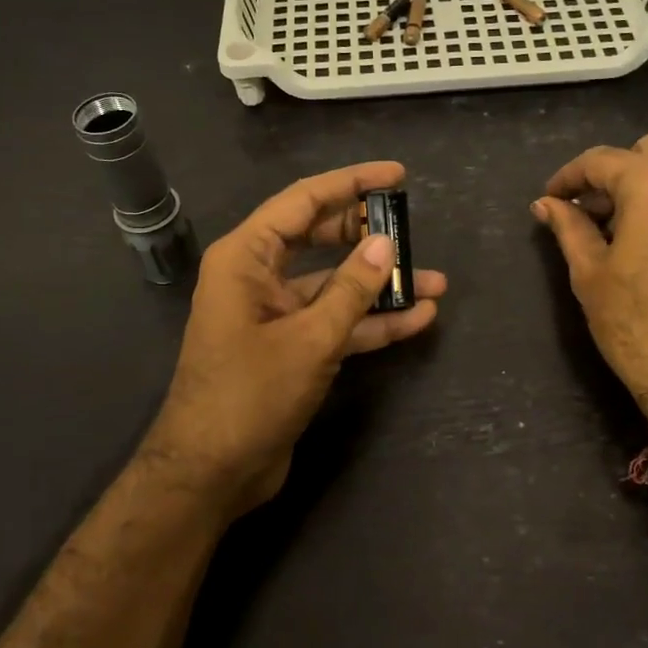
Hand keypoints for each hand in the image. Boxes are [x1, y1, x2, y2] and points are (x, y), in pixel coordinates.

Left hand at [139, 162, 444, 521]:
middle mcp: (258, 277)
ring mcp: (276, 315)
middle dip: (368, 236)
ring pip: (334, 285)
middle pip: (320, 239)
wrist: (212, 472)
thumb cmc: (250, 395)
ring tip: (436, 282)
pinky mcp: (291, 349)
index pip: (304, 201)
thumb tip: (385, 243)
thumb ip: (351, 289)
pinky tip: (416, 319)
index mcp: (246, 258)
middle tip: (413, 229)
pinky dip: (371, 322)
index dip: (352, 183)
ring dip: (380, 286)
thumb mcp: (309, 338)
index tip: (397, 175)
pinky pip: (335, 323)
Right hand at [532, 134, 647, 424]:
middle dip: (613, 171)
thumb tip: (545, 204)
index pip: (602, 160)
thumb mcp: (589, 272)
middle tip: (588, 208)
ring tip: (613, 224)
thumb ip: (568, 227)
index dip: (569, 177)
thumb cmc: (634, 321)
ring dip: (642, 183)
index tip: (550, 198)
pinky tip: (645, 236)